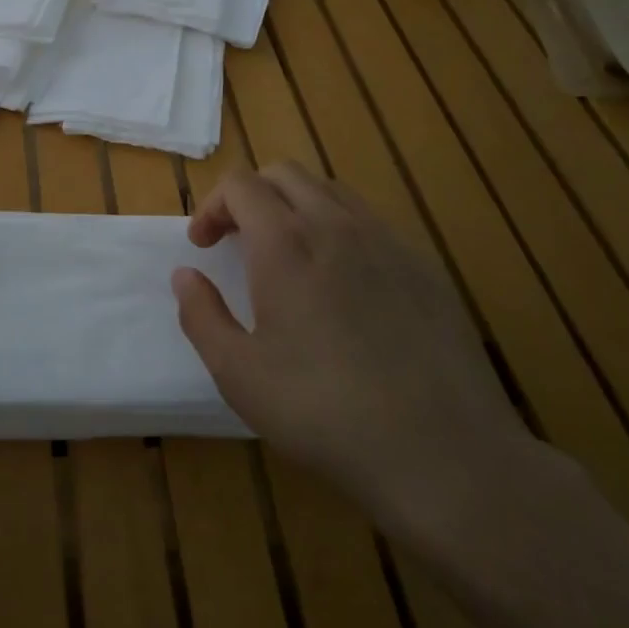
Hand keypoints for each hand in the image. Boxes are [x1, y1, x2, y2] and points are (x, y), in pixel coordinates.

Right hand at [173, 163, 529, 536]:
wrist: (443, 453)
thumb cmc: (323, 412)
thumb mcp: (239, 374)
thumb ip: (201, 316)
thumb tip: (185, 276)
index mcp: (285, 243)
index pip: (240, 184)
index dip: (212, 206)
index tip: (203, 247)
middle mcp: (335, 225)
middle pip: (284, 174)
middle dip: (250, 196)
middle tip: (237, 242)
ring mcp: (386, 242)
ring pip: (330, 191)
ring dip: (295, 206)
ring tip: (288, 256)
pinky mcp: (424, 267)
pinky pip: (371, 224)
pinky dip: (339, 231)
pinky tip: (344, 286)